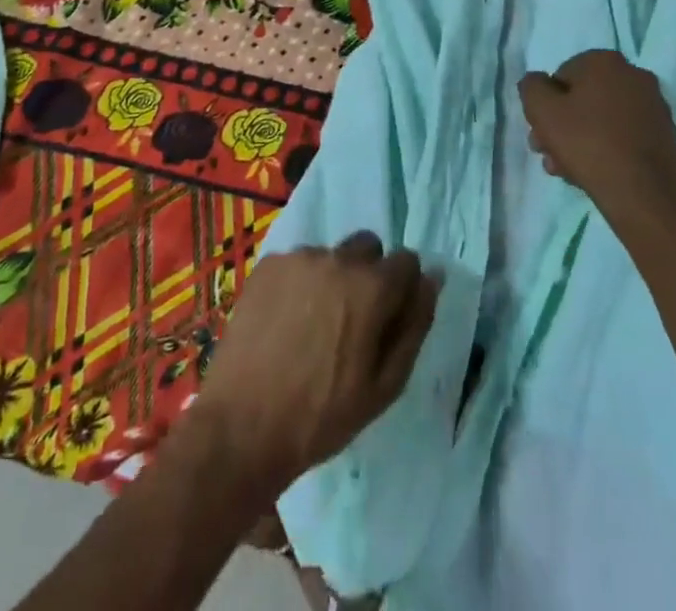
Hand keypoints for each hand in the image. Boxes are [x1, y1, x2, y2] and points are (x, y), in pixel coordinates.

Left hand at [191, 231, 438, 495]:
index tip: (387, 319)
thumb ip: (415, 325)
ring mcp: (299, 257)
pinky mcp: (268, 264)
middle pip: (369, 248)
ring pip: (331, 255)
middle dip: (368, 275)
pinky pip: (297, 263)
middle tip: (351, 321)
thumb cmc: (322, 416)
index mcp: (372, 286)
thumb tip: (433, 278)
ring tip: (311, 326)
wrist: (241, 428)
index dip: (402, 289)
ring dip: (332, 279)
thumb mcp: (385, 386)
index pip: (407, 260)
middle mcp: (338, 258)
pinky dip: (299, 283)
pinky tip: (284, 321)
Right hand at [519, 49, 675, 237]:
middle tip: (548, 154)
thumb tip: (536, 82)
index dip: (546, 106)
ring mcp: (653, 105)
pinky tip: (593, 173)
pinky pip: (623, 134)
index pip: (561, 77)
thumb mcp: (542, 111)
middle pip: (583, 99)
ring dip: (580, 140)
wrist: (644, 194)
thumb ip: (531, 88)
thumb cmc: (588, 144)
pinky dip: (606, 147)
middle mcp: (633, 74)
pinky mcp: (664, 134)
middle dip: (562, 126)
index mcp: (605, 61)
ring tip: (567, 171)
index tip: (541, 133)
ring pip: (602, 119)